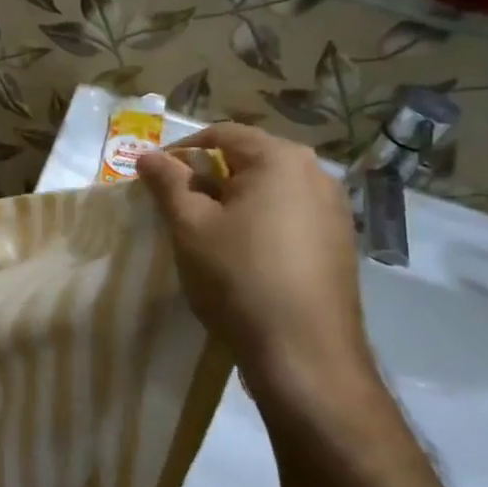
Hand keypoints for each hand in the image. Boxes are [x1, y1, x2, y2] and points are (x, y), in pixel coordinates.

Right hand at [136, 125, 371, 395]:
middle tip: (176, 206)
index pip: (222, 134)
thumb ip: (168, 183)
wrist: (304, 353)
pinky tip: (241, 255)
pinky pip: (290, 215)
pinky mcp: (339, 243)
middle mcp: (316, 174)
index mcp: (280, 159)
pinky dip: (259, 222)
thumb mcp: (190, 226)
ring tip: (205, 231)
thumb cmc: (238, 277)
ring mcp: (335, 210)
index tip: (154, 179)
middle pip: (249, 158)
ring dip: (233, 200)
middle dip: (208, 176)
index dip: (181, 151)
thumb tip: (148, 155)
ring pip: (270, 189)